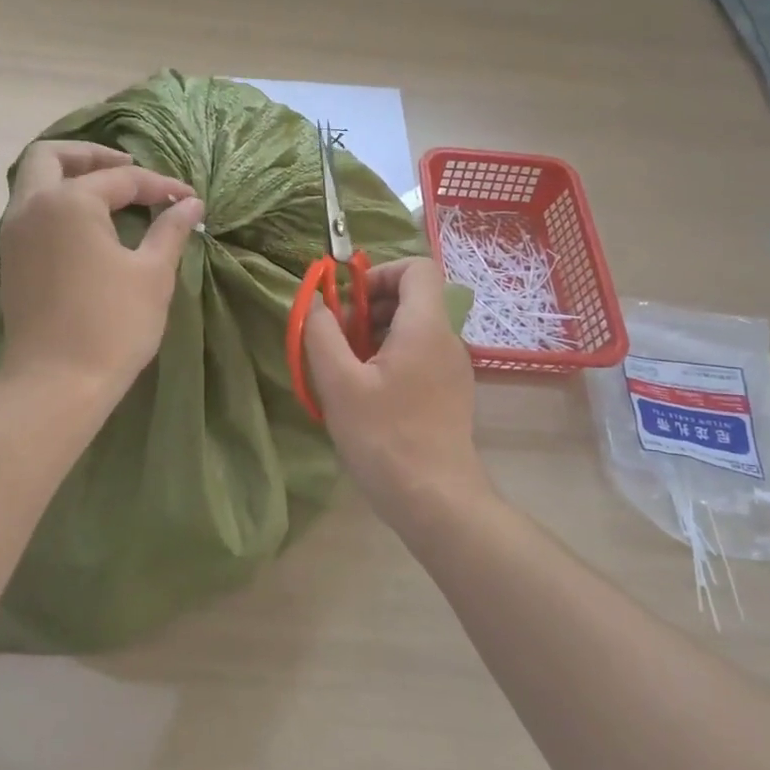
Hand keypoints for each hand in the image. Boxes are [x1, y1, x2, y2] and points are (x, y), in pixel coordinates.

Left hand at [0, 142, 203, 402]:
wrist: (56, 384)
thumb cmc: (111, 325)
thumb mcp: (152, 274)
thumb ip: (170, 230)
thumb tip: (190, 204)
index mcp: (68, 202)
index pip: (120, 178)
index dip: (159, 186)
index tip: (188, 199)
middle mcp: (32, 207)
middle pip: (50, 156)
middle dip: (90, 154)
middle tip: (128, 166)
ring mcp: (14, 234)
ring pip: (33, 183)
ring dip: (69, 177)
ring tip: (111, 194)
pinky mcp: (12, 260)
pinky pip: (31, 211)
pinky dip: (57, 203)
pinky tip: (89, 226)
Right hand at [303, 257, 484, 527]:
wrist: (436, 501)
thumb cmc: (384, 438)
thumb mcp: (339, 383)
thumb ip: (322, 334)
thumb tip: (317, 304)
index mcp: (425, 327)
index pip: (417, 267)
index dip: (379, 273)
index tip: (349, 302)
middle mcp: (447, 341)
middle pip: (411, 299)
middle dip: (369, 308)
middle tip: (338, 341)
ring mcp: (453, 370)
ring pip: (413, 330)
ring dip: (375, 337)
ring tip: (346, 371)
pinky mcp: (450, 394)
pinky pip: (419, 357)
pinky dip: (390, 360)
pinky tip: (366, 396)